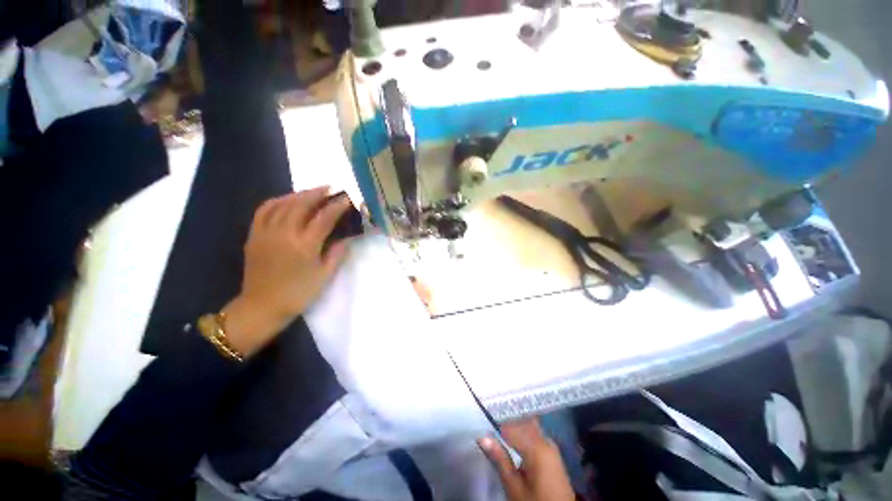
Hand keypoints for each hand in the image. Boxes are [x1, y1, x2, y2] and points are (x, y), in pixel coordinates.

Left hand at [222, 187, 351, 355]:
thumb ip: (337, 253)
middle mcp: (285, 234)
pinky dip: (276, 201)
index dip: (337, 206)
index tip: (346, 199)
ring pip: (282, 204)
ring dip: (298, 194)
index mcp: (305, 246)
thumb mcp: (325, 276)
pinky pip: (263, 211)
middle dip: (317, 193)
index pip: (324, 218)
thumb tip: (347, 237)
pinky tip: (285, 199)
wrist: (262, 306)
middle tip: (330, 188)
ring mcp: (266, 233)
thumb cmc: (298, 294)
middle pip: (301, 205)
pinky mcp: (254, 236)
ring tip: (311, 191)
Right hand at [478, 419, 574, 500]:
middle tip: (490, 426)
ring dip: (514, 428)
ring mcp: (551, 446)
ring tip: (499, 433)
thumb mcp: (514, 486)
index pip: (511, 426)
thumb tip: (482, 437)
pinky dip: (523, 434)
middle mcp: (546, 440)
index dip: (495, 425)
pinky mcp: (553, 453)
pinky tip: (514, 441)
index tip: (483, 426)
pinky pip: (535, 435)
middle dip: (506, 423)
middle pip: (522, 423)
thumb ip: (500, 459)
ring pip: (529, 427)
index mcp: (537, 446)